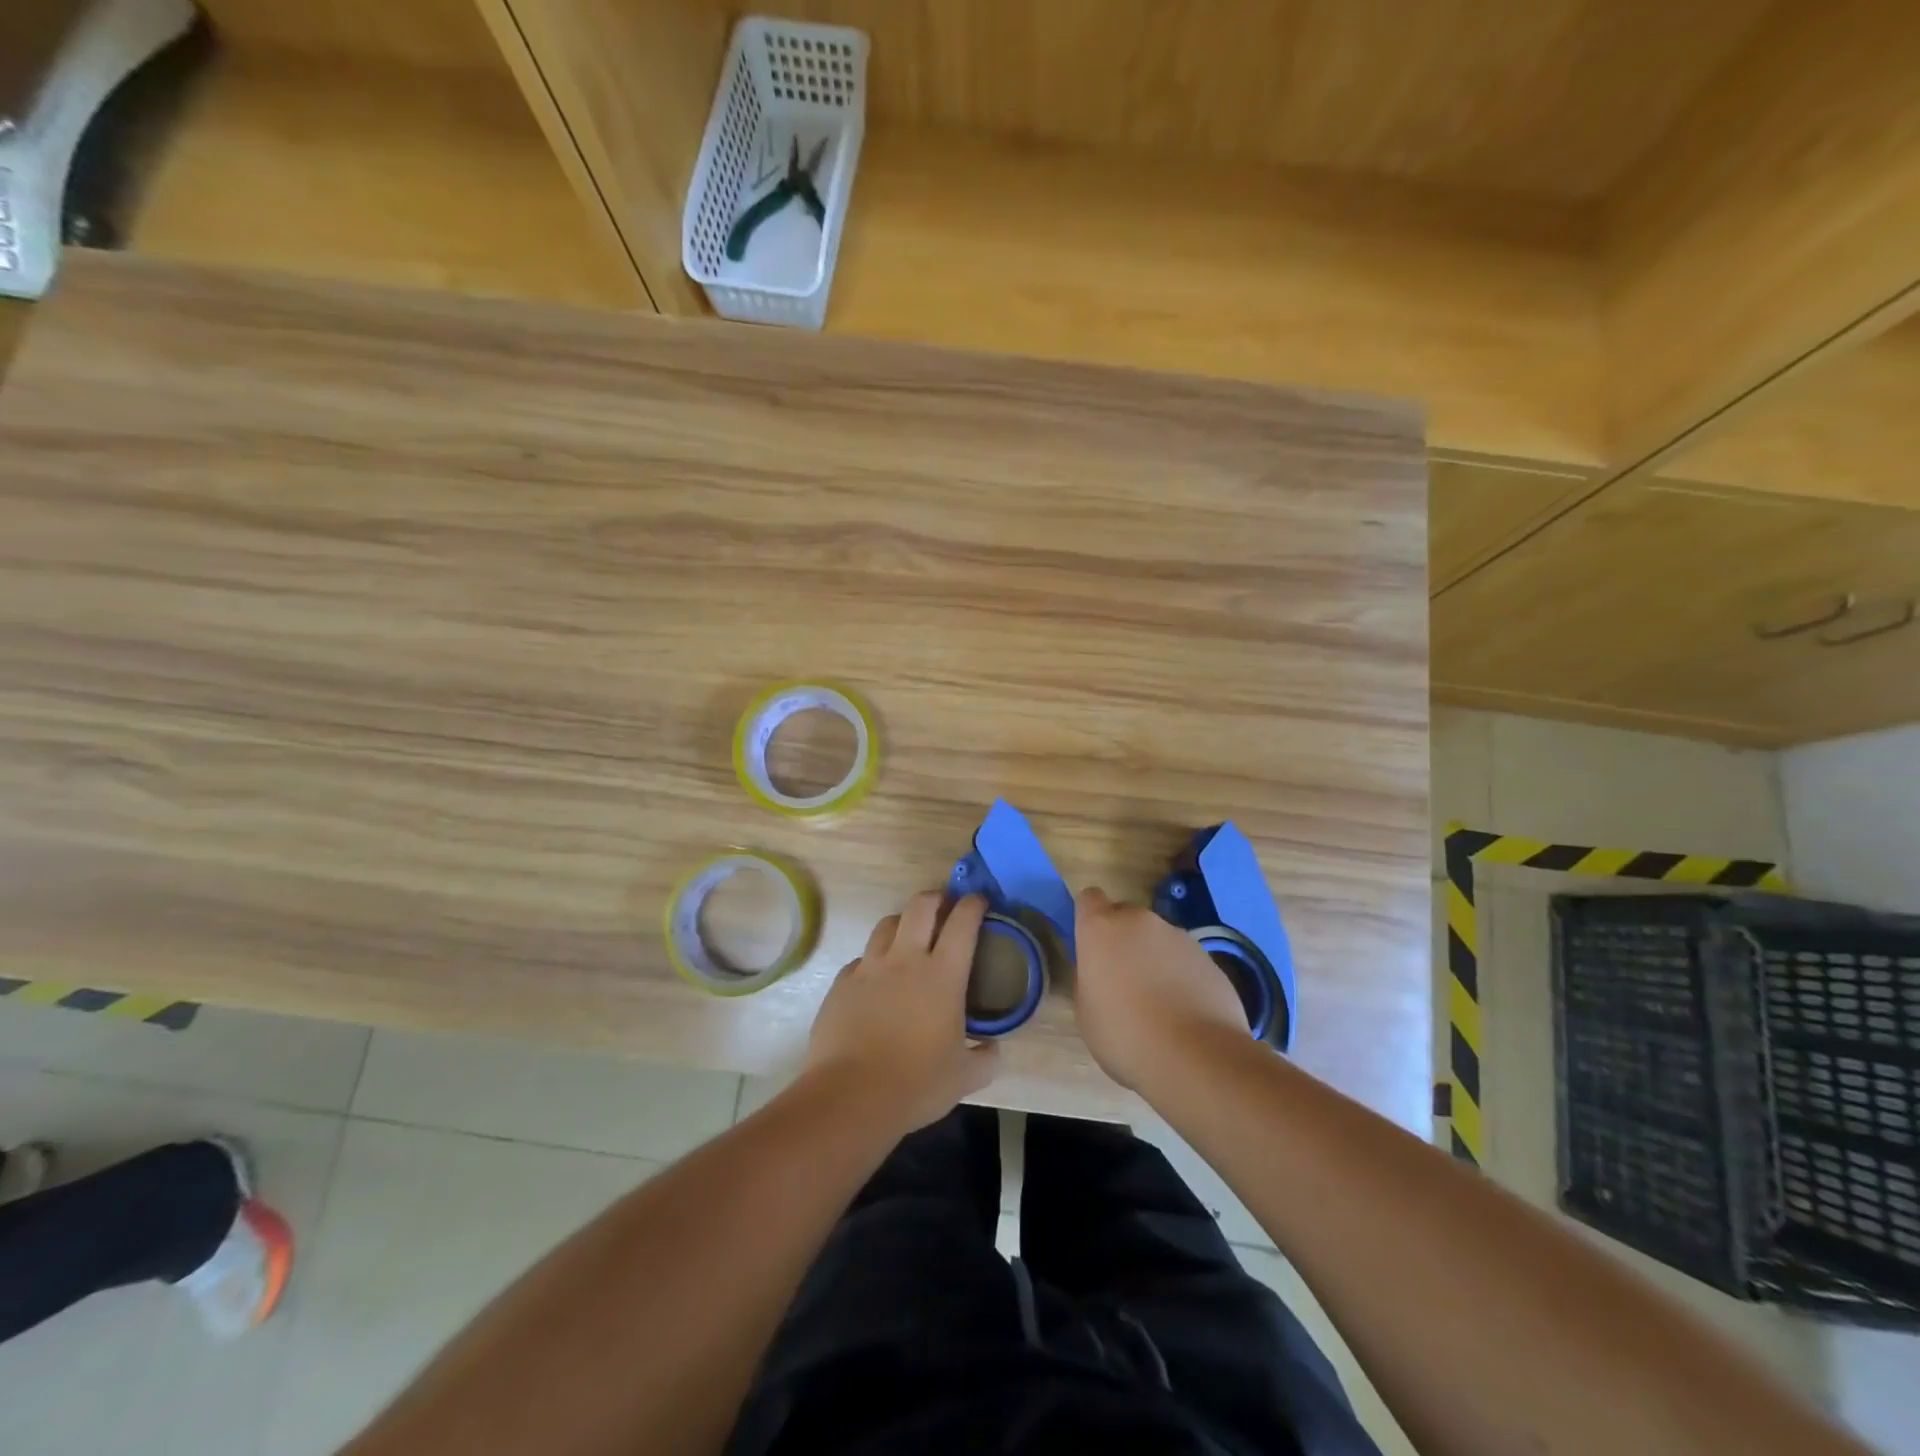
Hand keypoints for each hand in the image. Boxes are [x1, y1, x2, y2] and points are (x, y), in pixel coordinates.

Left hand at [803, 892, 998, 1132]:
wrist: (850, 1097)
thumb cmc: (916, 1084)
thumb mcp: (965, 1077)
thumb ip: (986, 1058)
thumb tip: (994, 1049)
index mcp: (942, 975)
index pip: (962, 923)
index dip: (973, 905)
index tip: (979, 900)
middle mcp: (905, 959)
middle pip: (920, 906)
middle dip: (936, 897)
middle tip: (944, 906)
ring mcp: (869, 968)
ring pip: (887, 924)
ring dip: (903, 922)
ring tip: (910, 936)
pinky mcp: (841, 983)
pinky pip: (861, 959)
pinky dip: (874, 960)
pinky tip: (877, 980)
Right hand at [1072, 887, 1250, 1090]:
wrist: (1196, 1057)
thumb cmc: (1125, 1035)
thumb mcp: (1086, 1012)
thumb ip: (1090, 979)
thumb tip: (1101, 973)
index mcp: (1101, 928)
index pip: (1089, 898)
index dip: (1089, 917)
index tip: (1091, 945)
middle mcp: (1139, 921)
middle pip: (1125, 917)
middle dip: (1122, 939)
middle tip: (1123, 979)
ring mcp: (1178, 936)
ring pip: (1157, 938)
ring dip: (1153, 957)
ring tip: (1159, 1002)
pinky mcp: (1208, 957)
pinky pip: (1184, 958)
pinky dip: (1181, 975)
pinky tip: (1184, 1011)